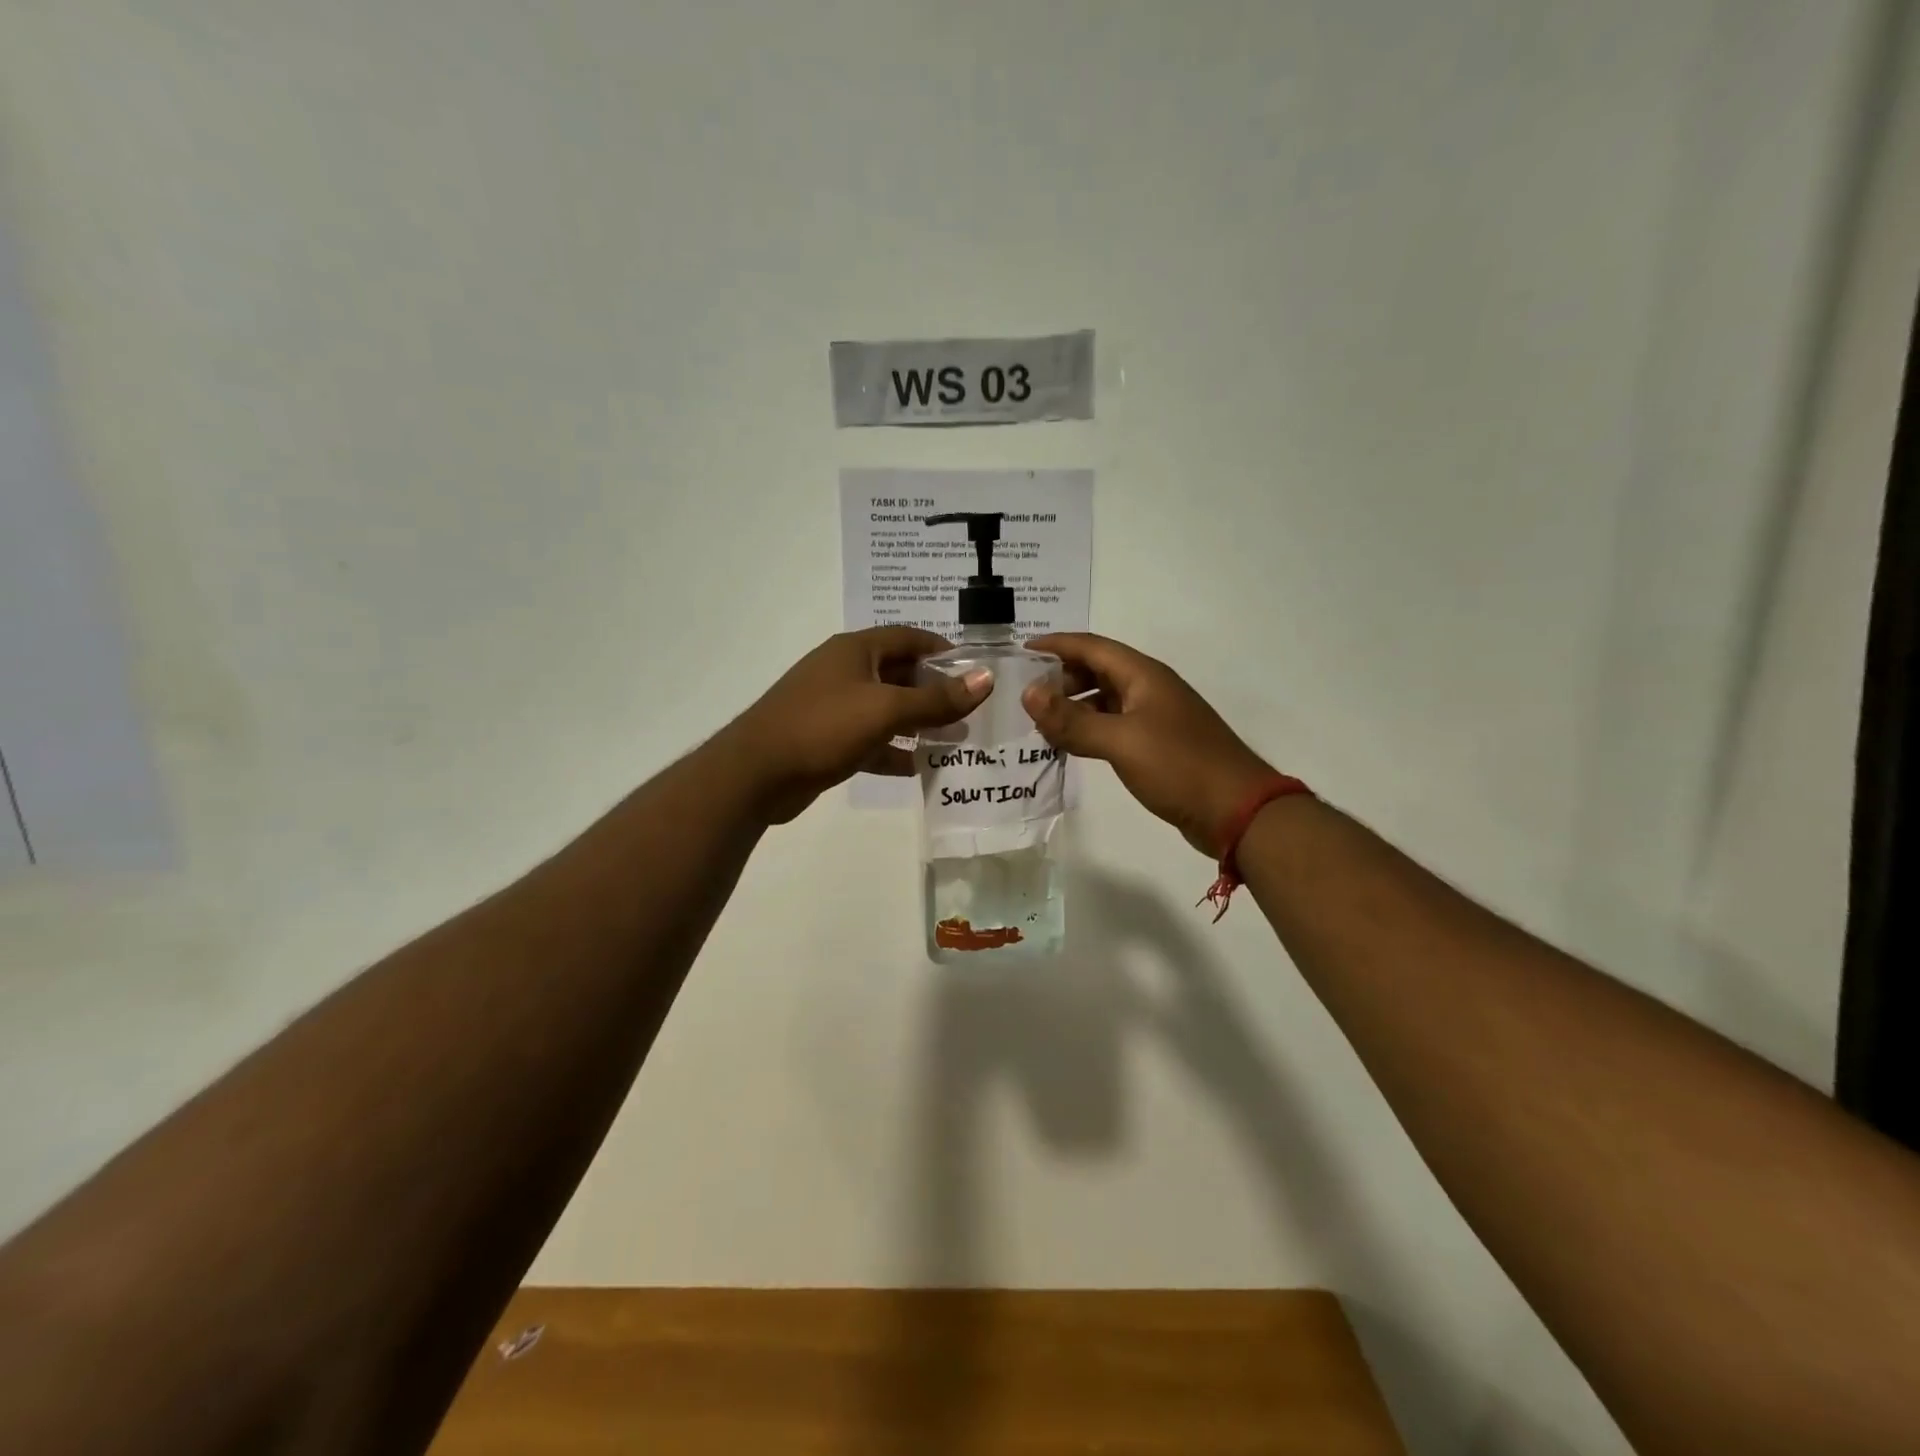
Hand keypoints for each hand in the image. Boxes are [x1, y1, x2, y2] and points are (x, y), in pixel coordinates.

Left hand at [722, 628, 992, 823]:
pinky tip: (920, 767)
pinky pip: (871, 740)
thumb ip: (937, 698)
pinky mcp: (827, 740)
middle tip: (971, 709)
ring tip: (955, 738)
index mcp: (856, 650)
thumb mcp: (886, 709)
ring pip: (886, 710)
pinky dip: (894, 750)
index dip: (943, 650)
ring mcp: (833, 707)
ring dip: (918, 723)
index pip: (908, 638)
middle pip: (899, 674)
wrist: (757, 773)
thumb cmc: (824, 726)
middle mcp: (844, 672)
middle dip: (934, 690)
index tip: (975, 668)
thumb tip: (985, 679)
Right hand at [1022, 633, 1273, 856]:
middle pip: (1097, 670)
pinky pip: (1113, 727)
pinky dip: (1088, 730)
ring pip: (1104, 700)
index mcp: (1143, 675)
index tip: (1020, 652)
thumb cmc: (1179, 766)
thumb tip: (1028, 693)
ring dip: (1073, 706)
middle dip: (1061, 677)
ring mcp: (1154, 718)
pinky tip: (1070, 746)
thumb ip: (1073, 719)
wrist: (1237, 811)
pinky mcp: (1156, 745)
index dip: (1056, 645)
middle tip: (1025, 695)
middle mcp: (1148, 689)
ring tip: (1039, 722)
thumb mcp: (1121, 741)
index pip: (1091, 646)